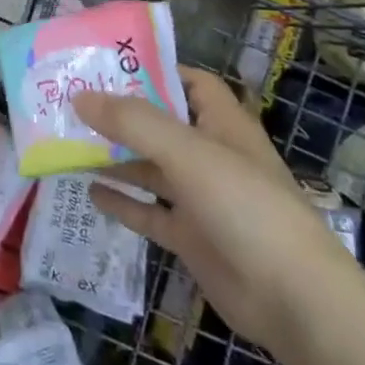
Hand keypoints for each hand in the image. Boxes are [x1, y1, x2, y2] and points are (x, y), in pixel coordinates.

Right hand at [74, 69, 358, 351]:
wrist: (294, 299)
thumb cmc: (244, 205)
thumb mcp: (186, 152)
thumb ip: (132, 122)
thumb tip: (79, 98)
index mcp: (222, 123)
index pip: (188, 81)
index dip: (153, 70)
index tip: (106, 64)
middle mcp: (211, 154)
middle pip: (161, 124)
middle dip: (121, 114)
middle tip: (72, 103)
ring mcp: (202, 198)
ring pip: (151, 168)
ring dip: (115, 157)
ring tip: (70, 144)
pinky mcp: (192, 237)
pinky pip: (150, 211)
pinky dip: (123, 202)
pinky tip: (90, 192)